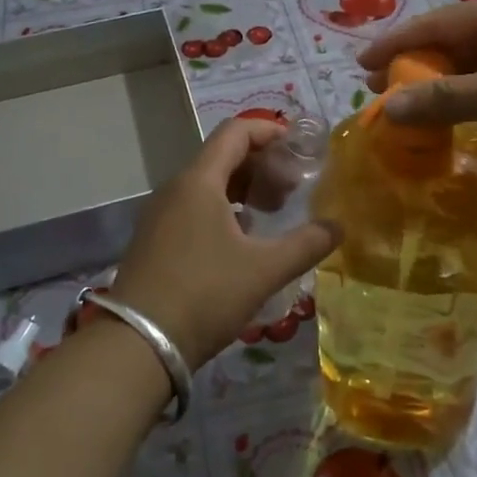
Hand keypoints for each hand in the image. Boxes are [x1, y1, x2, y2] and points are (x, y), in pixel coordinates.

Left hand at [111, 120, 339, 368]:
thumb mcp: (264, 270)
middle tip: (293, 188)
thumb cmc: (205, 294)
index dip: (269, 131)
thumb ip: (306, 244)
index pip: (235, 132)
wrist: (138, 345)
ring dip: (243, 188)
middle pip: (222, 156)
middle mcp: (176, 188)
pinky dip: (223, 208)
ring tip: (273, 212)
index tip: (298, 146)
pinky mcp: (154, 239)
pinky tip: (242, 239)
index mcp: (199, 181)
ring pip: (208, 184)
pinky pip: (194, 207)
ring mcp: (160, 214)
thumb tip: (338, 227)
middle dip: (261, 164)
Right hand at [357, 0, 476, 174]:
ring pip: (472, 64)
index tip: (361, 64)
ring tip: (407, 105)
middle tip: (379, 89)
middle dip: (415, 65)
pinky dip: (466, 96)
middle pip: (452, 41)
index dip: (396, 43)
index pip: (437, 23)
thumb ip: (445, 99)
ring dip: (440, 83)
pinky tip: (450, 113)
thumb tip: (388, 110)